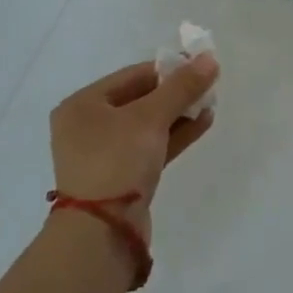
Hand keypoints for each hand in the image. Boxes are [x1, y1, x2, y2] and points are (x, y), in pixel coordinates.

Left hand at [49, 54, 218, 239]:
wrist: (102, 234)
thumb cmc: (117, 160)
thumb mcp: (150, 118)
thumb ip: (181, 87)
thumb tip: (209, 58)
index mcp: (82, 105)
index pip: (132, 76)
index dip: (168, 69)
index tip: (199, 66)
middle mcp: (88, 127)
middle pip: (139, 99)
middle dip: (175, 93)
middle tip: (208, 86)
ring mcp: (104, 155)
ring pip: (147, 126)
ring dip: (178, 114)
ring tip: (210, 103)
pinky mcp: (121, 178)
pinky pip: (150, 147)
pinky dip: (174, 135)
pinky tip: (202, 123)